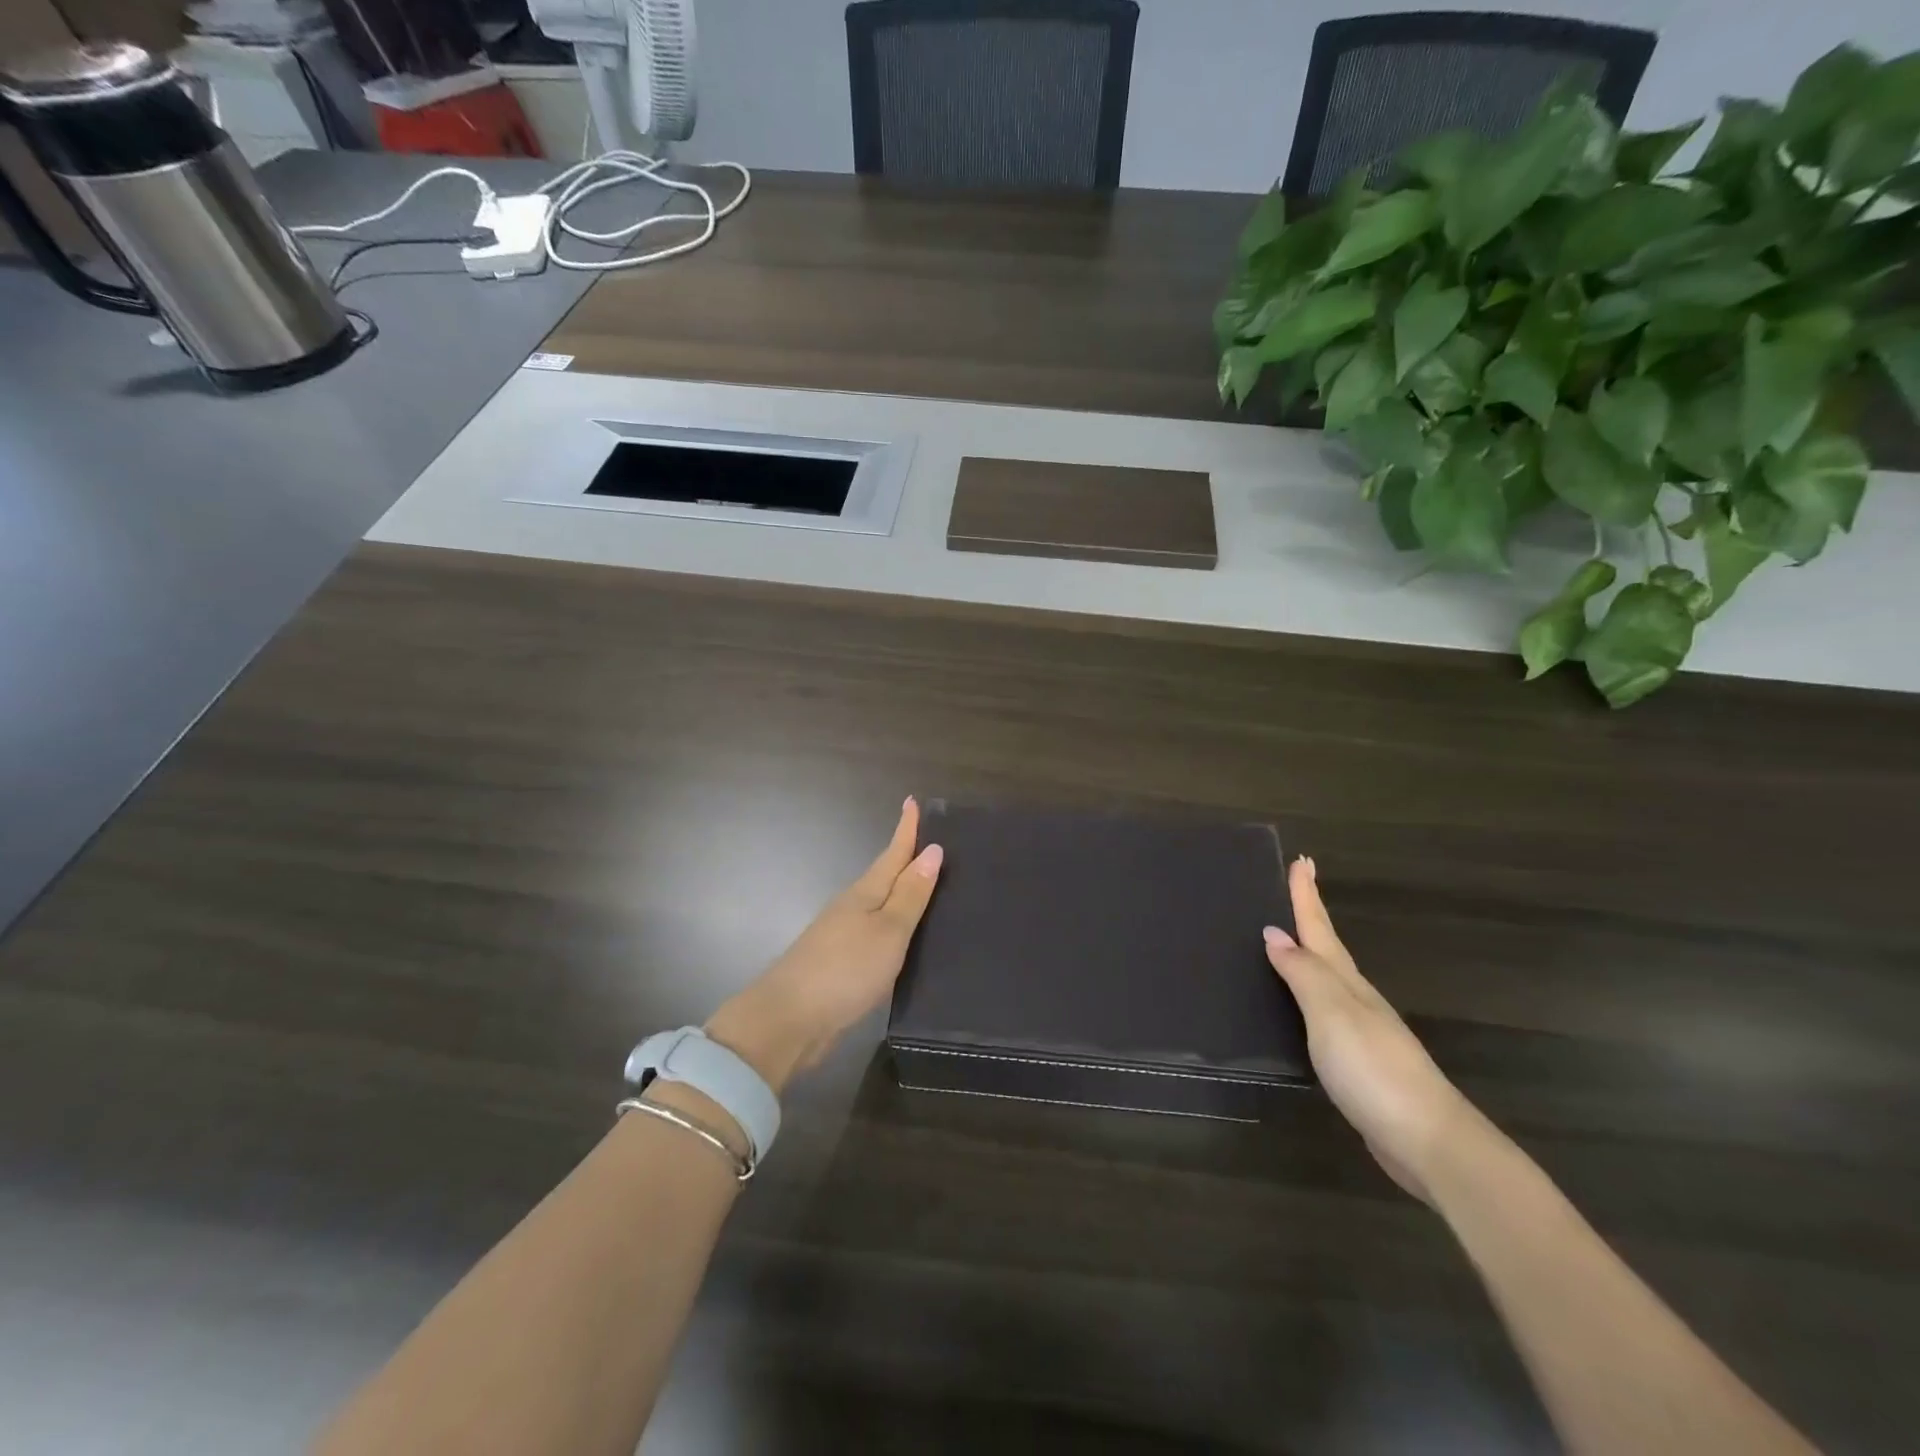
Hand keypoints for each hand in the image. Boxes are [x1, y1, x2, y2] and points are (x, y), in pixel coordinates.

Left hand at [705, 797, 942, 1093]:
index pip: (892, 854)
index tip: (912, 800)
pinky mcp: (840, 964)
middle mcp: (852, 907)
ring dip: (900, 893)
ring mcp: (842, 936)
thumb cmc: (844, 970)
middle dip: (905, 858)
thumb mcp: (888, 931)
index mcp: (865, 894)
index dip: (905, 829)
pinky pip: (874, 932)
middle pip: (885, 876)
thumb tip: (933, 850)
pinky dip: (892, 925)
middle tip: (933, 845)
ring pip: (878, 905)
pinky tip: (902, 937)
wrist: (787, 1021)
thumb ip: (911, 895)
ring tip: (926, 887)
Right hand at [1264, 856, 1468, 1202]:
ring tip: (1289, 938)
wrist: (1428, 1141)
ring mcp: (1360, 1031)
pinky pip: (1323, 1011)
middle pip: (1327, 947)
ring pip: (1327, 978)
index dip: (1307, 896)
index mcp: (1347, 983)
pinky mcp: (1357, 1062)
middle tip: (1295, 884)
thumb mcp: (1331, 1013)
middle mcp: (1355, 999)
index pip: (1320, 929)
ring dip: (1309, 953)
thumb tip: (1274, 932)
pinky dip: (1308, 994)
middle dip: (1310, 915)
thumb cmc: (1373, 1068)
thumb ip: (1302, 974)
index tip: (1301, 860)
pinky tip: (1299, 1005)